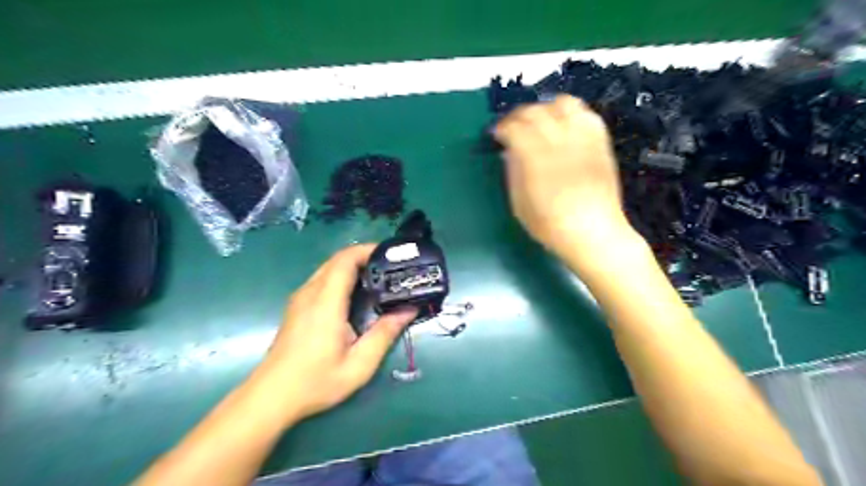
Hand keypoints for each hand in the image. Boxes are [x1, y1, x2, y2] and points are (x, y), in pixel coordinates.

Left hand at [254, 246, 416, 423]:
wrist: (271, 397)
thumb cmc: (316, 381)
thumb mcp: (359, 364)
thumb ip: (384, 334)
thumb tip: (409, 310)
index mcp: (326, 302)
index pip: (345, 260)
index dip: (368, 250)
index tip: (391, 255)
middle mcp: (310, 293)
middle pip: (337, 259)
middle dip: (365, 256)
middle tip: (391, 268)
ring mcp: (300, 298)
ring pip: (329, 268)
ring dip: (353, 266)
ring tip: (378, 278)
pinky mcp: (297, 306)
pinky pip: (322, 279)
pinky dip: (341, 276)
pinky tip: (356, 295)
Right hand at [495, 95, 641, 269]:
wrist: (592, 232)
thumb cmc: (549, 224)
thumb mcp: (518, 202)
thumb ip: (512, 171)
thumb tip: (509, 151)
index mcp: (534, 157)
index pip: (513, 127)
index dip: (502, 128)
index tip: (496, 135)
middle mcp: (558, 139)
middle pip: (535, 111)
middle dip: (518, 116)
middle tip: (513, 127)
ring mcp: (582, 137)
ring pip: (562, 103)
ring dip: (546, 109)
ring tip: (540, 123)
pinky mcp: (600, 141)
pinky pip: (586, 114)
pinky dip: (571, 114)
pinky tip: (565, 127)